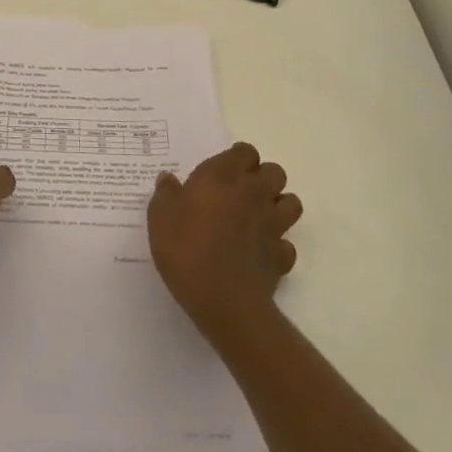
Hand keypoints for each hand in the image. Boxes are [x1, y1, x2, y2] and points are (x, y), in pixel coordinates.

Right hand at [148, 142, 301, 338]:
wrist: (223, 300)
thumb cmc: (186, 248)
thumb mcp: (160, 216)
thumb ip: (165, 193)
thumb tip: (168, 179)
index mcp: (225, 175)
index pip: (245, 151)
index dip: (236, 159)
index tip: (221, 172)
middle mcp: (254, 193)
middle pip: (275, 172)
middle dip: (262, 178)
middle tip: (240, 192)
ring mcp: (273, 224)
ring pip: (291, 202)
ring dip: (278, 205)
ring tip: (257, 217)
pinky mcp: (282, 256)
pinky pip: (286, 243)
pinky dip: (277, 245)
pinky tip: (260, 252)